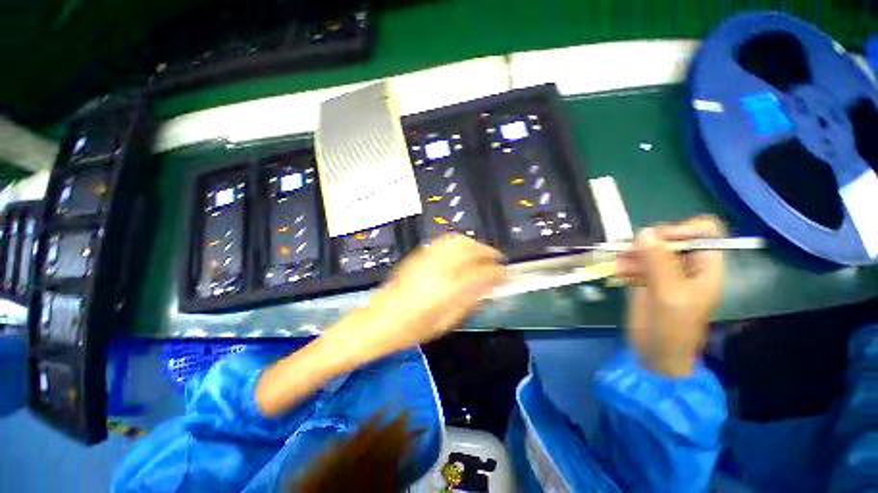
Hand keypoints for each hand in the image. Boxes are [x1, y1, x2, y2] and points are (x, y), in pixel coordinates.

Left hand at [329, 234, 505, 363]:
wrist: (377, 321)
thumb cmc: (412, 330)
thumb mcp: (445, 323)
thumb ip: (469, 301)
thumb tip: (488, 286)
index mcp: (446, 291)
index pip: (480, 274)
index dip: (496, 272)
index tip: (505, 273)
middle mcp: (437, 269)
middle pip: (469, 249)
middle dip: (486, 251)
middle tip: (496, 259)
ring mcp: (425, 259)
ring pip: (456, 241)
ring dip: (473, 244)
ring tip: (482, 253)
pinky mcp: (417, 255)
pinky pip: (443, 242)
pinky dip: (458, 242)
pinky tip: (462, 250)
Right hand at [615, 216, 724, 377]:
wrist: (655, 355)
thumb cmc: (671, 329)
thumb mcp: (668, 295)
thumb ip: (658, 264)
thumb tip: (644, 232)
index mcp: (705, 267)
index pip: (705, 232)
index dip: (683, 229)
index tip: (657, 240)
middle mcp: (686, 265)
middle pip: (670, 238)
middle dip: (648, 244)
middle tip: (630, 253)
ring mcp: (664, 273)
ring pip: (648, 249)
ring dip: (631, 255)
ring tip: (620, 267)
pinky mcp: (646, 280)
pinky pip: (635, 262)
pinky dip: (625, 266)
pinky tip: (620, 276)